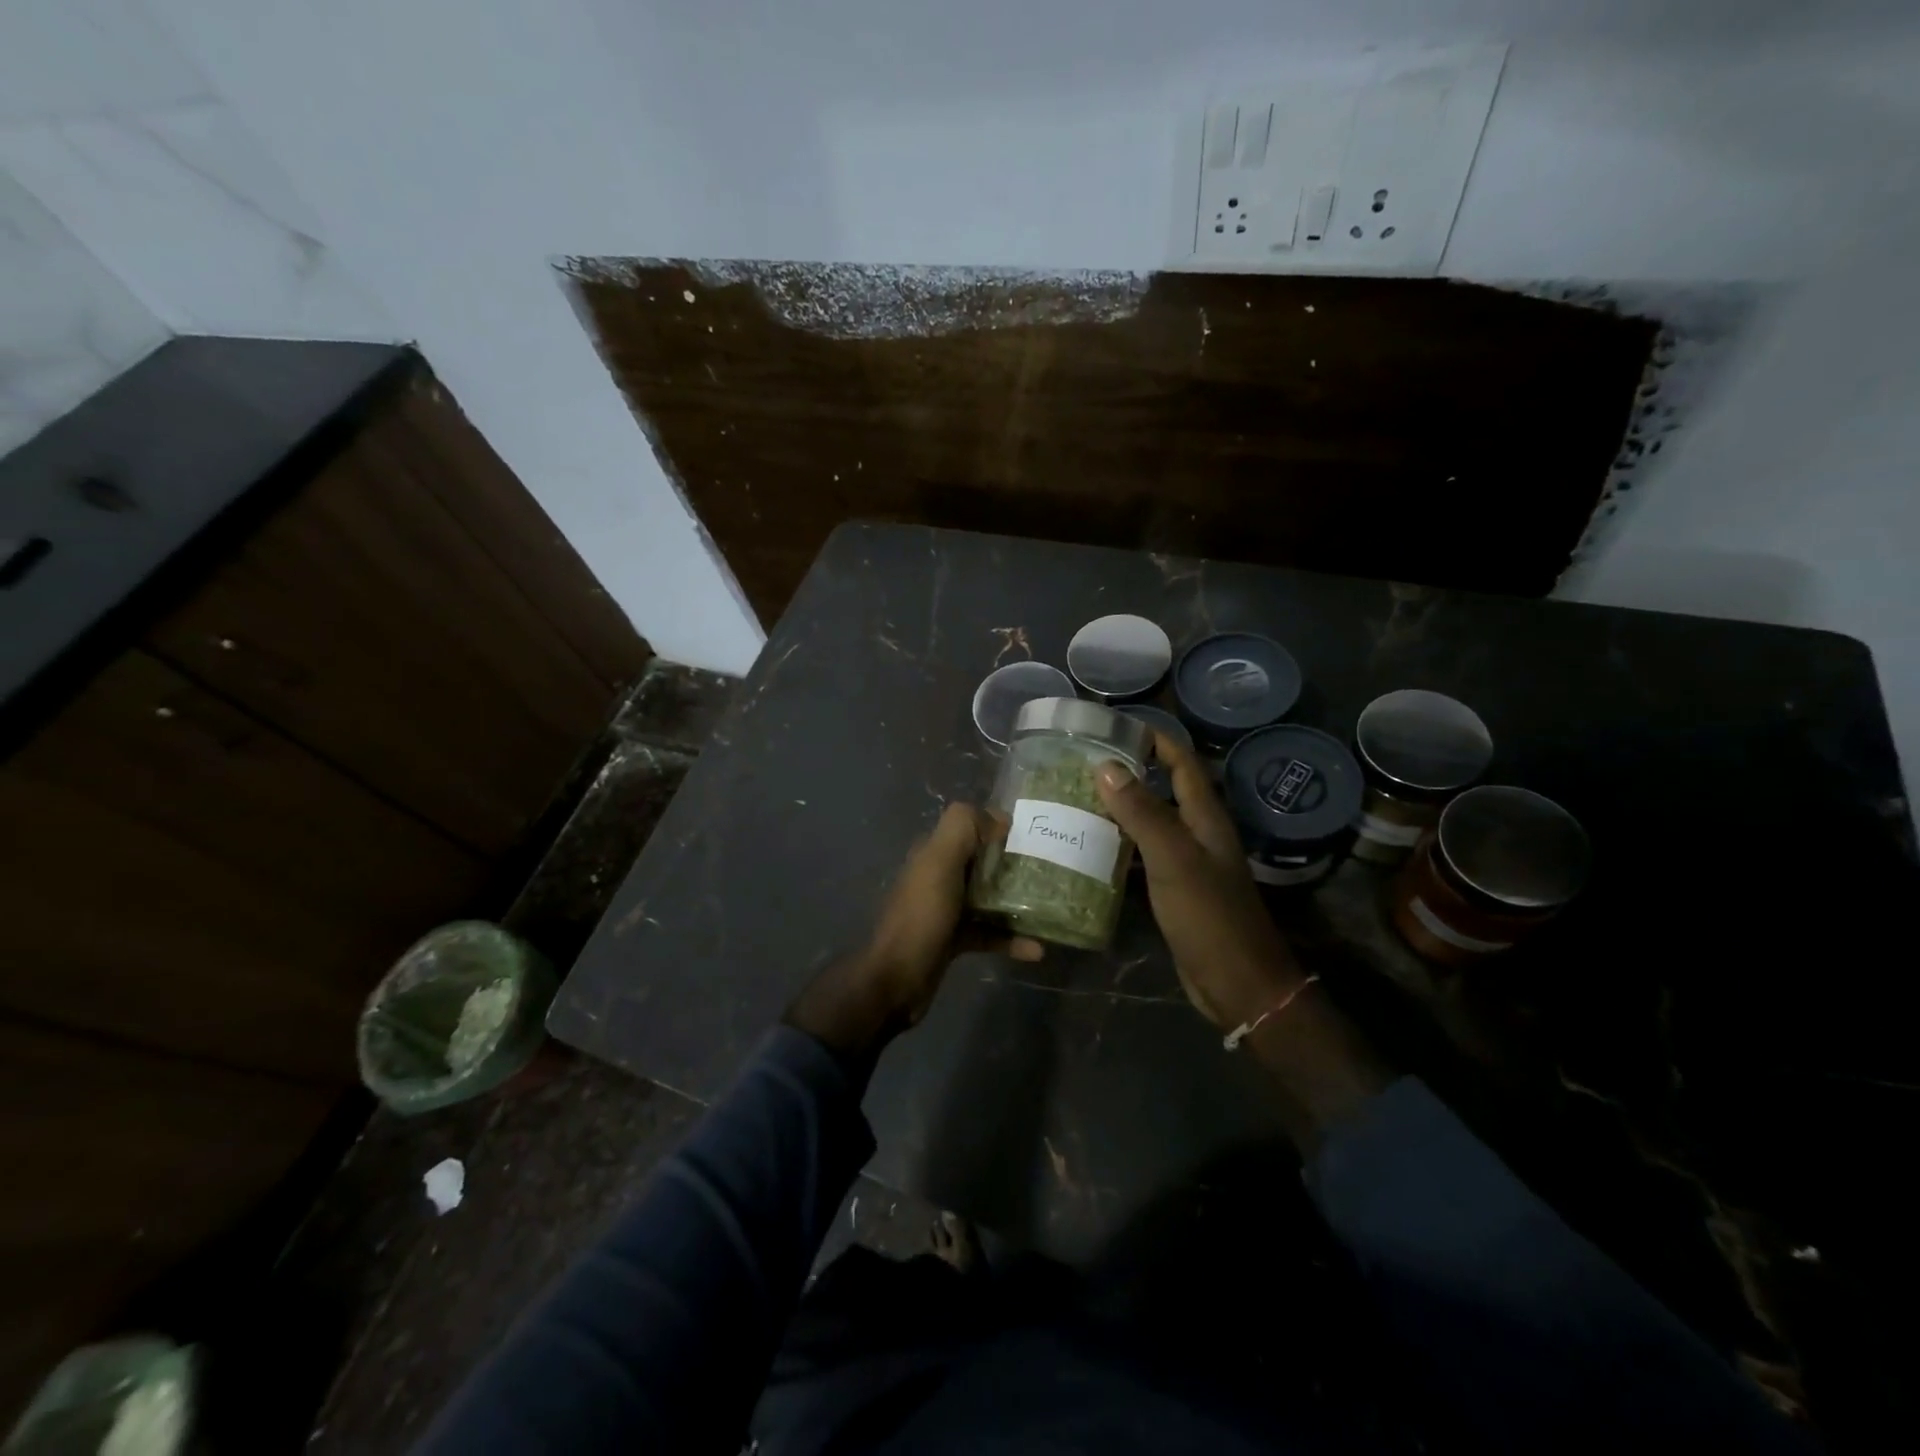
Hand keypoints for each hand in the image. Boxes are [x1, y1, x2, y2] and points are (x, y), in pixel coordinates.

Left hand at [787, 803, 1041, 1056]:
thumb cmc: (921, 916)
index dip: (1000, 827)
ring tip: (1051, 906)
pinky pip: (988, 932)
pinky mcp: (954, 939)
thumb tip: (998, 818)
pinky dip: (1011, 938)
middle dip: (1014, 863)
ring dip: (1017, 901)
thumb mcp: (939, 862)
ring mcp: (946, 909)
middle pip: (983, 861)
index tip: (1035, 836)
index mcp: (933, 852)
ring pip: (988, 897)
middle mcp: (939, 876)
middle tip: (1051, 870)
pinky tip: (1037, 949)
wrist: (896, 980)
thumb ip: (962, 828)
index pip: (970, 827)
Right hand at [1095, 733, 1302, 1029]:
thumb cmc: (1209, 915)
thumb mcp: (1173, 858)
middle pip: (1162, 789)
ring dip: (1118, 809)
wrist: (1238, 983)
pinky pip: (1142, 855)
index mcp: (1205, 817)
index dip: (1154, 739)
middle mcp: (1196, 833)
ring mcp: (1185, 862)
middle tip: (1080, 763)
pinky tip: (1087, 847)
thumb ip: (1142, 812)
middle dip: (1127, 772)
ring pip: (1148, 823)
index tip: (1113, 726)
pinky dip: (1117, 845)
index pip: (1181, 762)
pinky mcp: (1173, 889)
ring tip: (1073, 798)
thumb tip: (1106, 765)